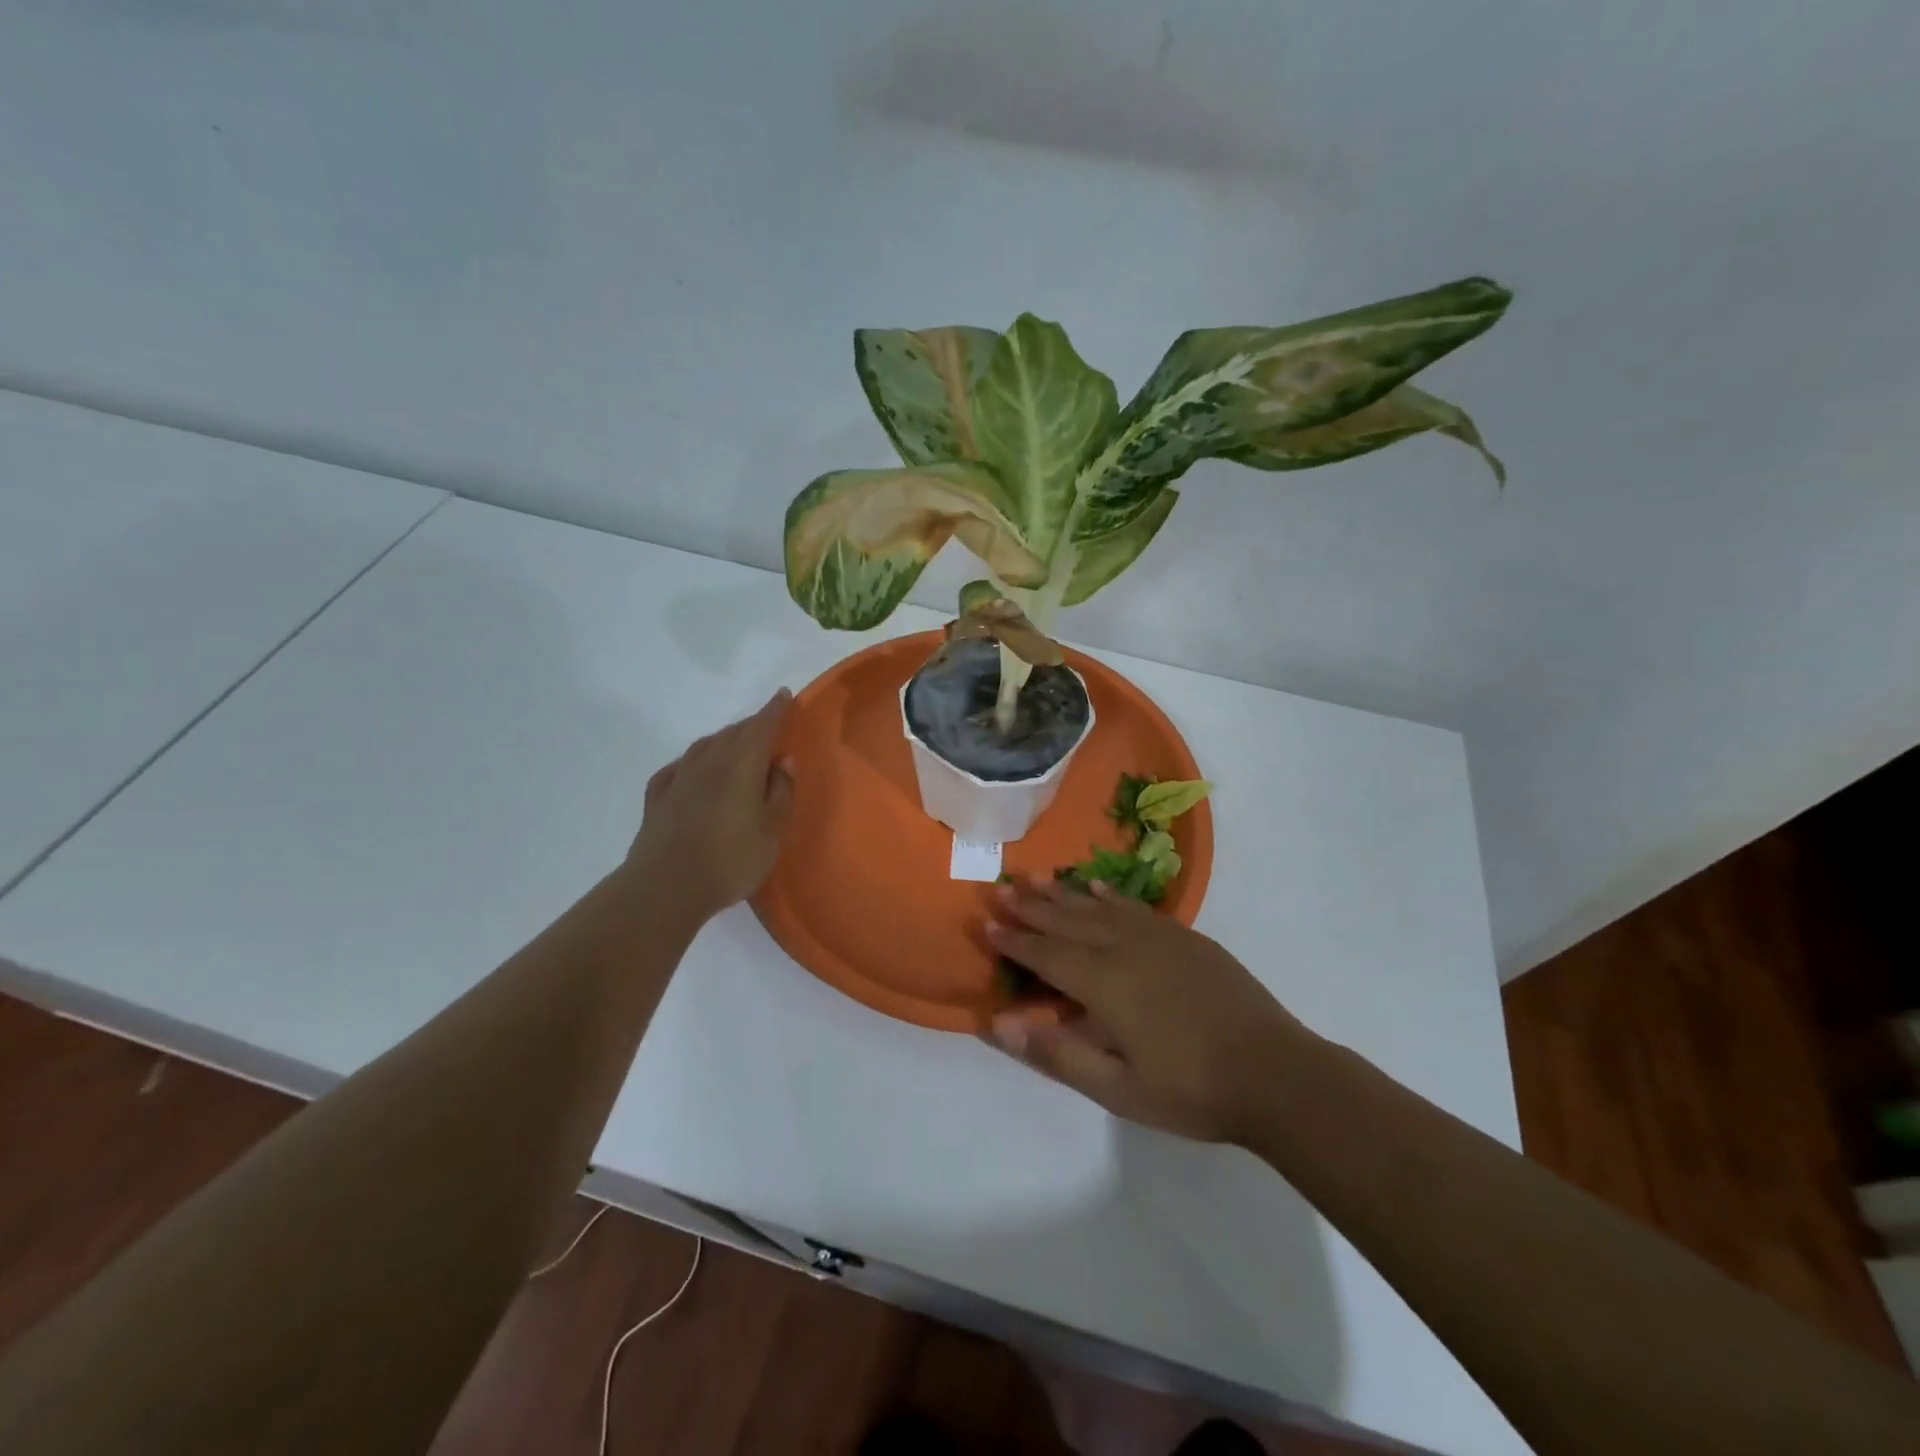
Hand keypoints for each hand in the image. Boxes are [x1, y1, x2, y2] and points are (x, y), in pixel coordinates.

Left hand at [626, 689, 796, 922]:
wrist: (665, 888)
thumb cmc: (731, 859)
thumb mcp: (772, 830)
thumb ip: (781, 792)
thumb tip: (783, 761)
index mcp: (741, 766)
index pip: (762, 728)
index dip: (775, 710)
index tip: (784, 695)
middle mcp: (709, 763)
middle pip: (733, 734)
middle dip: (752, 725)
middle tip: (766, 725)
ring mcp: (679, 780)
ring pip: (704, 747)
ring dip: (722, 740)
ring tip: (733, 744)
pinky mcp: (657, 800)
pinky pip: (677, 769)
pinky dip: (690, 762)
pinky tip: (689, 770)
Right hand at [985, 877, 1311, 1143]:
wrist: (1276, 1073)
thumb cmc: (1192, 1090)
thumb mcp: (1118, 1089)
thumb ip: (1057, 1053)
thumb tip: (999, 1023)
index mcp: (1105, 985)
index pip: (1046, 956)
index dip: (1015, 942)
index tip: (986, 925)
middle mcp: (1125, 949)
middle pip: (1067, 922)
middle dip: (1030, 907)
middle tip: (1000, 890)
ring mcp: (1158, 937)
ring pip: (1098, 907)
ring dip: (1062, 893)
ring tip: (1034, 877)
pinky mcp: (1185, 937)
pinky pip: (1134, 906)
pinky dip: (1108, 893)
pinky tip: (1093, 885)